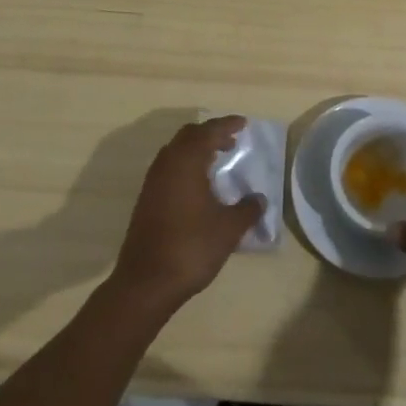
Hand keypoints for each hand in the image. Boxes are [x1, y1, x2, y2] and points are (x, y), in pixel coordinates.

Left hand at [110, 116, 263, 315]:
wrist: (146, 282)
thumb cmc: (191, 247)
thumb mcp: (228, 229)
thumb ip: (248, 210)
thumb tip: (260, 199)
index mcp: (186, 161)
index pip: (208, 131)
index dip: (227, 125)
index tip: (243, 123)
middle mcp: (167, 164)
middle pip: (189, 135)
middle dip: (210, 134)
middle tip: (231, 141)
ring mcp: (153, 182)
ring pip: (176, 151)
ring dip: (196, 149)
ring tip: (216, 160)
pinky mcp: (147, 199)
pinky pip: (169, 168)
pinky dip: (186, 165)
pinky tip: (198, 185)